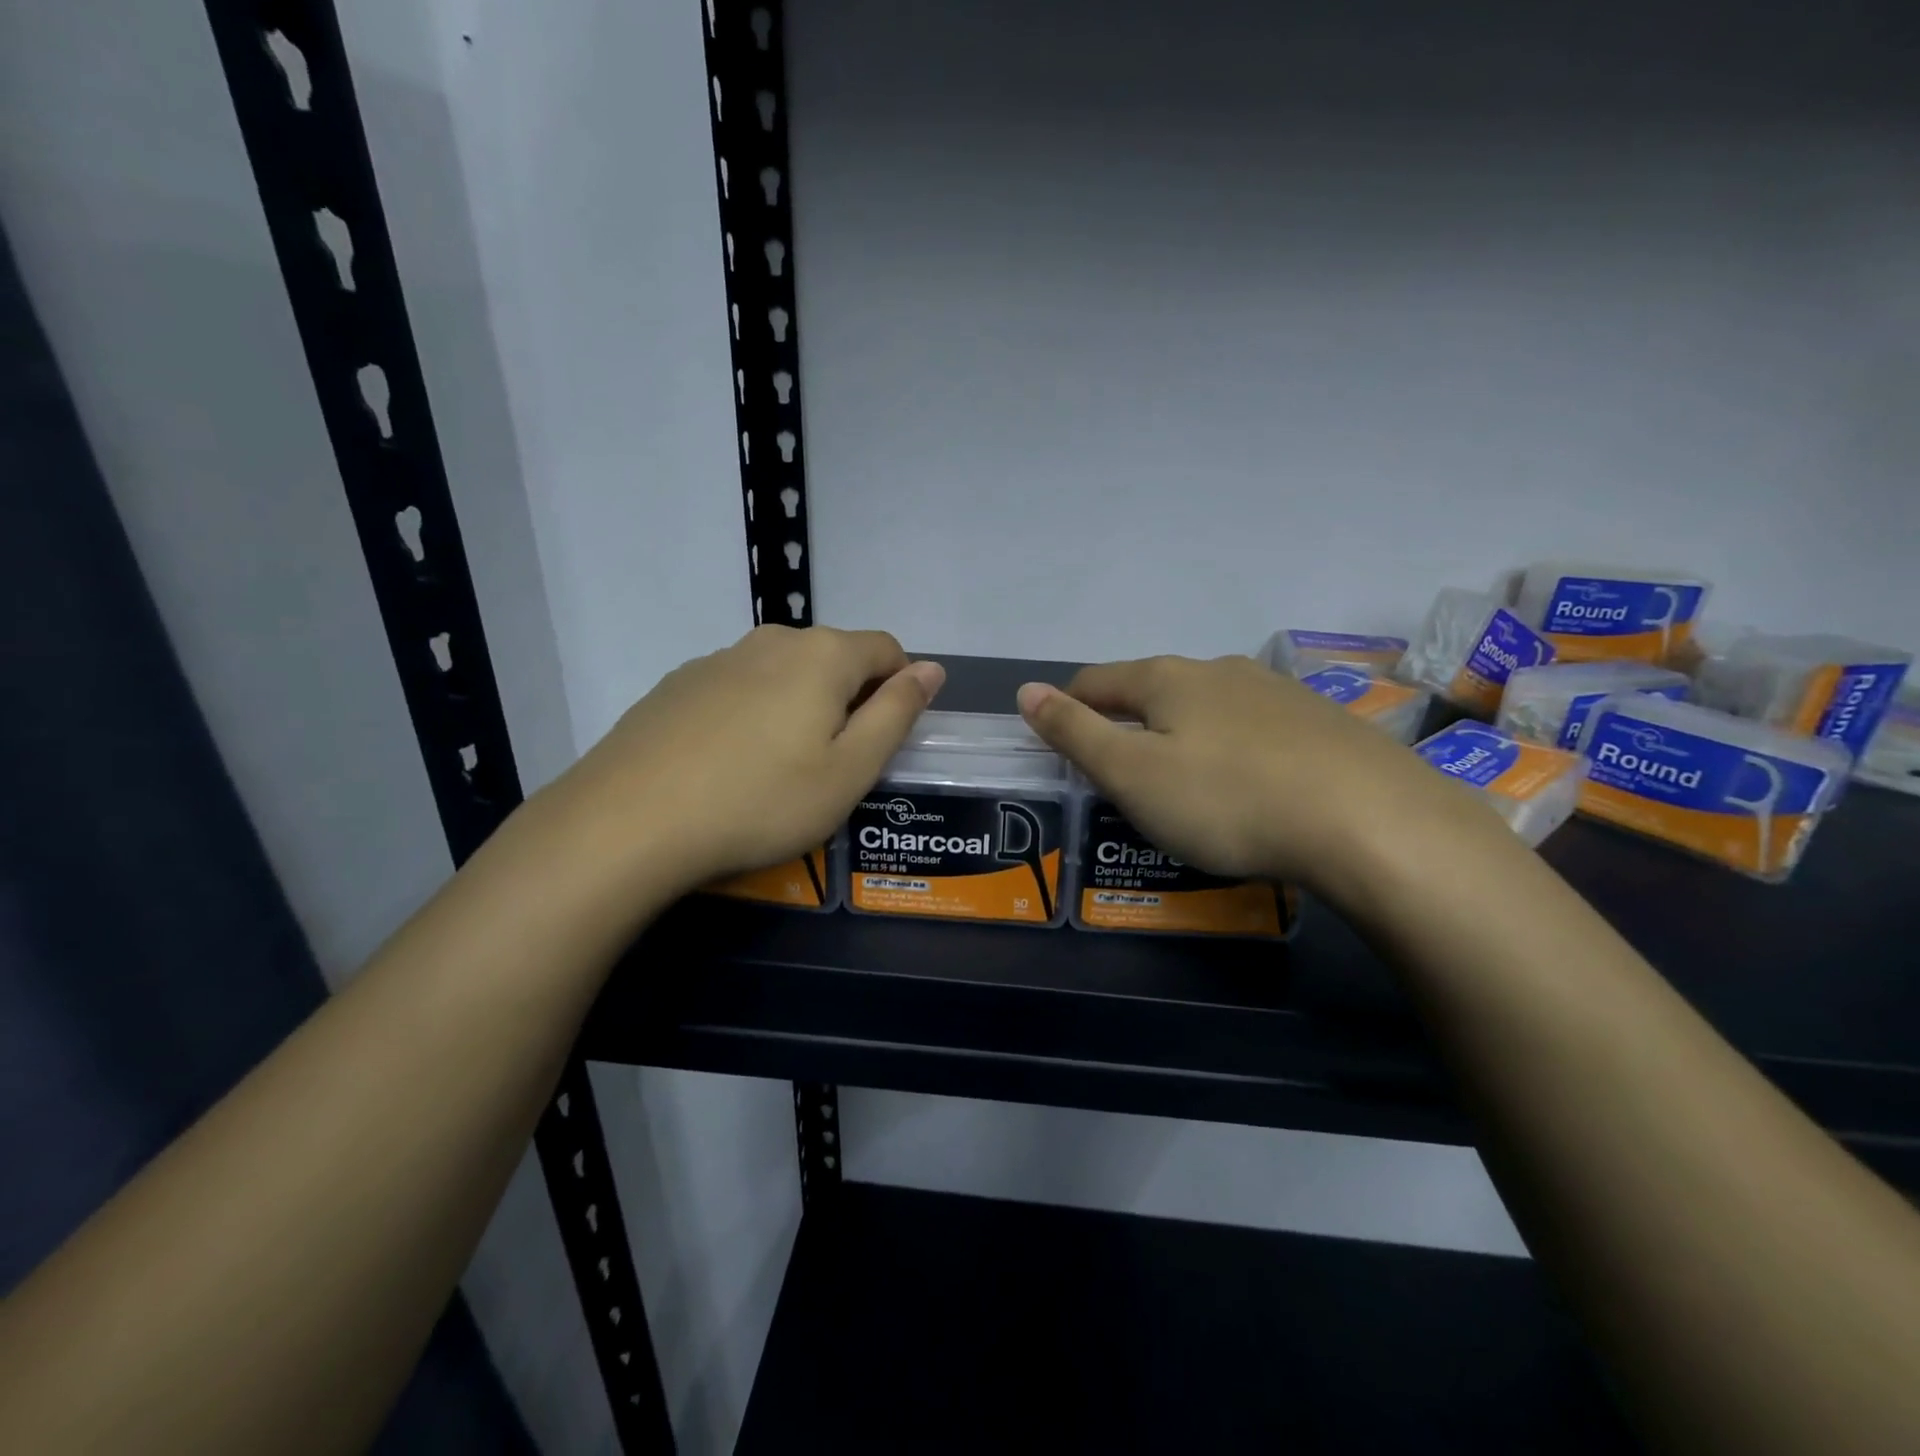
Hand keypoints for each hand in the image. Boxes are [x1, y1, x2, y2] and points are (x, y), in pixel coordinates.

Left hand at [545, 625, 943, 900]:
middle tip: (833, 764)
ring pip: (783, 672)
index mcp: (823, 655)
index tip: (883, 740)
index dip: (899, 689)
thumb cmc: (761, 801)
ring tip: (779, 768)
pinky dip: (753, 714)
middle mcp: (772, 640)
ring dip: (799, 706)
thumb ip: (897, 713)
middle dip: (849, 699)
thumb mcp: (850, 770)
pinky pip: (739, 688)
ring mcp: (718, 658)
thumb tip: (932, 668)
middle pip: (834, 657)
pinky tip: (729, 764)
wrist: (629, 820)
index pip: (887, 649)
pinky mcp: (677, 683)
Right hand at [1016, 655, 1499, 900]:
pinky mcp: (1321, 722)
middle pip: (1151, 692)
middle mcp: (1219, 670)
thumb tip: (1025, 690)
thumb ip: (1074, 732)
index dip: (1066, 710)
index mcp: (1166, 679)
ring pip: (1206, 709)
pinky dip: (1232, 752)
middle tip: (1118, 778)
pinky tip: (1249, 787)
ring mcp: (1276, 692)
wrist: (1371, 823)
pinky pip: (1254, 731)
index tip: (1058, 746)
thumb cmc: (1227, 800)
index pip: (1095, 682)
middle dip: (1126, 726)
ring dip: (1181, 737)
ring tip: (1184, 785)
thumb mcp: (1132, 774)